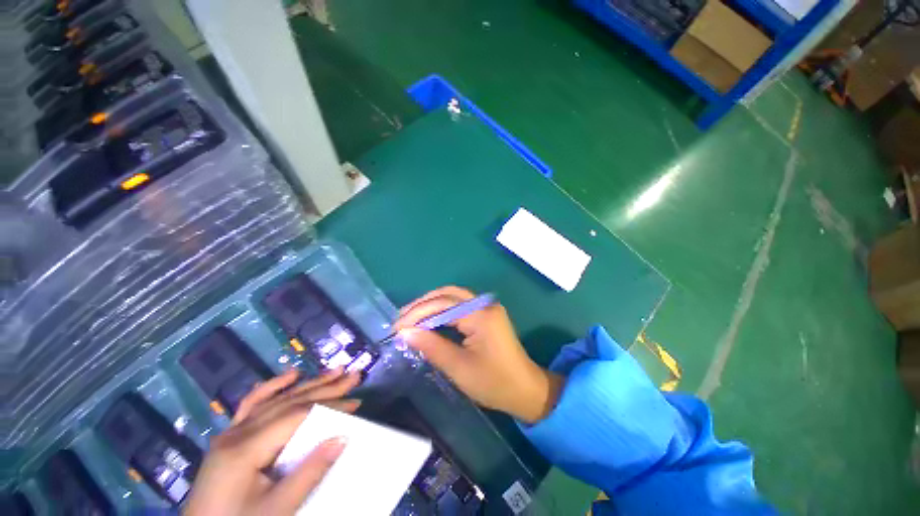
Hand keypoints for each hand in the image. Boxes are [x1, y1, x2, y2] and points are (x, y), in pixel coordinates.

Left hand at [184, 369, 360, 515]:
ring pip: (275, 399)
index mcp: (244, 449)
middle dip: (326, 387)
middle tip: (354, 375)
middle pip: (289, 401)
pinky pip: (252, 404)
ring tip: (334, 371)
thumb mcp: (277, 510)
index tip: (356, 403)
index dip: (330, 406)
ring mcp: (230, 433)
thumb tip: (343, 436)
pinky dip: (273, 387)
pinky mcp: (229, 438)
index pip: (296, 416)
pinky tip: (291, 375)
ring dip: (308, 383)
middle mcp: (236, 433)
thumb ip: (309, 473)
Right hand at [394, 286, 563, 423]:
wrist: (526, 389)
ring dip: (431, 304)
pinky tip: (430, 319)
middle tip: (401, 319)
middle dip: (422, 305)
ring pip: (453, 296)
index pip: (442, 305)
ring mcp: (487, 307)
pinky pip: (460, 304)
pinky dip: (442, 309)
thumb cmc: (494, 383)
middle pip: (447, 294)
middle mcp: (485, 304)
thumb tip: (405, 333)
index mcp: (481, 315)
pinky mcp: (487, 313)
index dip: (417, 314)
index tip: (397, 327)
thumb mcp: (459, 368)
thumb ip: (431, 347)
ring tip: (410, 318)